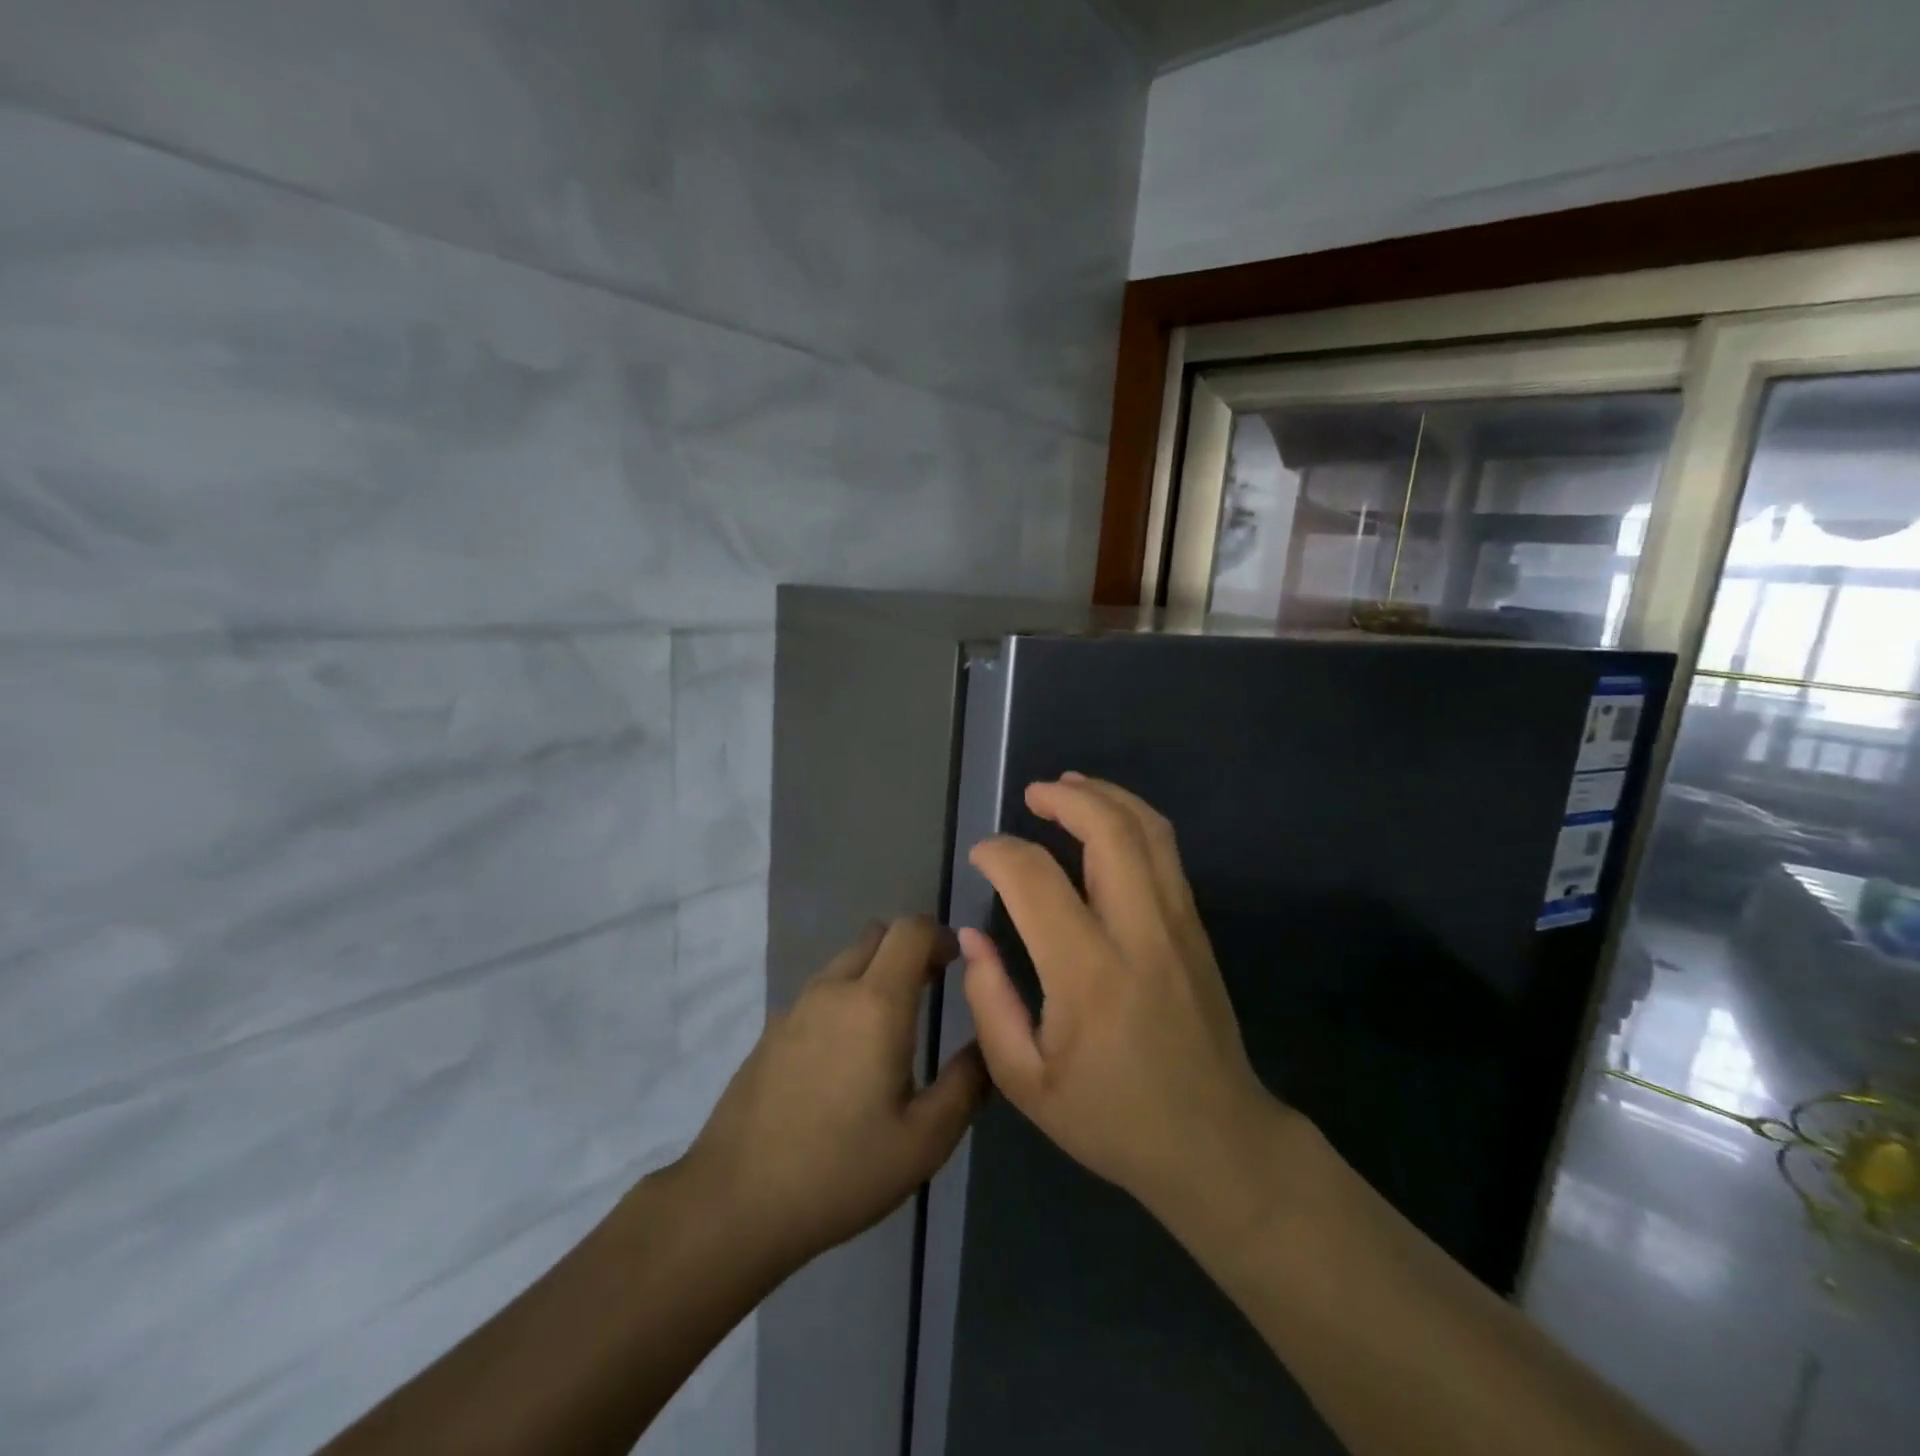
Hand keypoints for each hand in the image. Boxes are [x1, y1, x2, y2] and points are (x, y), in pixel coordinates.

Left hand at [683, 917, 986, 1271]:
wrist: (735, 1201)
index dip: (940, 935)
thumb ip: (966, 1084)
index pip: (911, 929)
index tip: (958, 964)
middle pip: (878, 936)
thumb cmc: (841, 1170)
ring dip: (876, 972)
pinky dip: (846, 997)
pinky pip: (820, 991)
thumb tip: (986, 1044)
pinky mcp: (772, 1030)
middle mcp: (834, 989)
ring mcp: (796, 1006)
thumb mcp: (924, 1141)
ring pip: (846, 961)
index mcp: (876, 1003)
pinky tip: (847, 1056)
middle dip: (910, 950)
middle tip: (932, 989)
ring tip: (893, 1027)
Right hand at [960, 775, 1284, 1218]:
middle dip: (1065, 798)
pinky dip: (1132, 818)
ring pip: (1147, 830)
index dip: (1000, 854)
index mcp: (1088, 976)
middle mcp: (1139, 934)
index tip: (981, 856)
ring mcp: (1177, 924)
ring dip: (1105, 796)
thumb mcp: (1026, 1083)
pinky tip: (1106, 821)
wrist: (1217, 1142)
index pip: (1037, 881)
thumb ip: (990, 1003)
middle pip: (1109, 831)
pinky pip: (1165, 851)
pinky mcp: (1195, 927)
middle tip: (1030, 794)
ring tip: (1068, 786)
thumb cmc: (1112, 1118)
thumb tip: (974, 936)